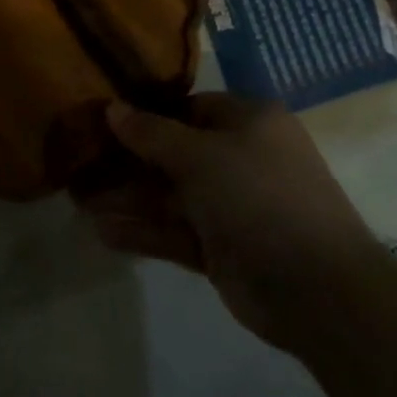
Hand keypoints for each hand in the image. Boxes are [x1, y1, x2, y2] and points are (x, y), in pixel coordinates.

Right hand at [75, 94, 382, 350]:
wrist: (319, 290)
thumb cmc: (259, 196)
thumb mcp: (202, 156)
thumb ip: (153, 134)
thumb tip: (112, 107)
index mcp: (249, 121)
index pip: (189, 108)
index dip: (147, 113)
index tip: (104, 120)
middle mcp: (241, 158)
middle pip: (175, 153)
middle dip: (130, 162)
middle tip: (81, 163)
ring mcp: (232, 207)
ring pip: (172, 196)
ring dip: (129, 199)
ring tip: (78, 201)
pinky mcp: (223, 250)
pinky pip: (176, 233)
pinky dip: (143, 232)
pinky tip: (102, 231)